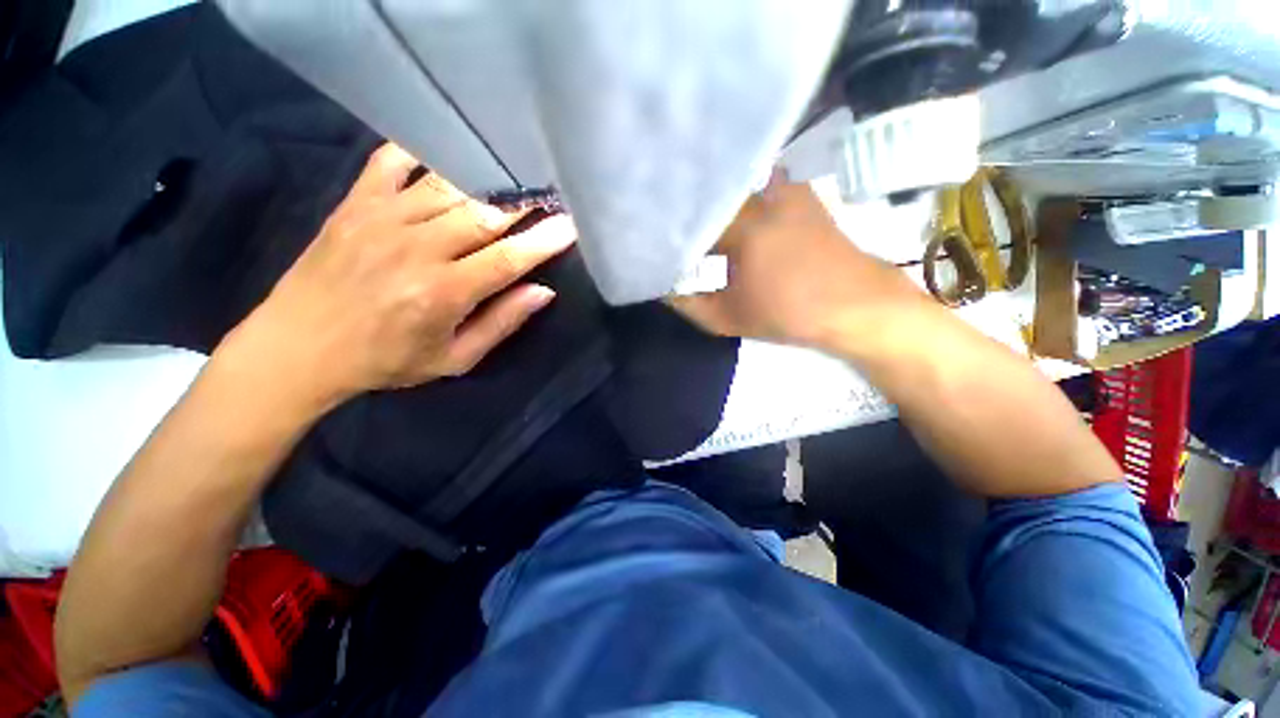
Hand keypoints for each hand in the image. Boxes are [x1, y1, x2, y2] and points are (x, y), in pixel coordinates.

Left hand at [218, 143, 574, 414]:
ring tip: (515, 174)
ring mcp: (381, 218)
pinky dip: (423, 152)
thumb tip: (543, 292)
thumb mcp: (453, 359)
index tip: (573, 224)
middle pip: (485, 213)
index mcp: (443, 292)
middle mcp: (416, 248)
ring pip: (449, 185)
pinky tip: (449, 153)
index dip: (545, 240)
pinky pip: (391, 161)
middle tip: (551, 192)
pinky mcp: (353, 203)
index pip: (509, 258)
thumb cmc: (385, 360)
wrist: (297, 347)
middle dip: (525, 202)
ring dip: (488, 179)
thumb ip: (501, 324)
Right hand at [669, 172, 929, 351]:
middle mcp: (761, 196)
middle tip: (662, 216)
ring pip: (731, 181)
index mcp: (743, 228)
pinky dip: (736, 188)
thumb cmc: (789, 314)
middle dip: (685, 205)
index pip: (690, 217)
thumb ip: (688, 304)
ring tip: (689, 204)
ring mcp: (783, 188)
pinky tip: (726, 200)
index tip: (649, 233)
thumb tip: (661, 288)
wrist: (854, 303)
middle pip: (708, 192)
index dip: (666, 225)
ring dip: (709, 193)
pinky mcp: (797, 191)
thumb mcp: (728, 319)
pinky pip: (755, 181)